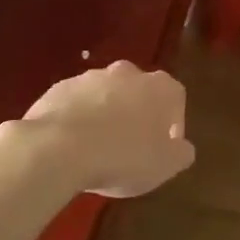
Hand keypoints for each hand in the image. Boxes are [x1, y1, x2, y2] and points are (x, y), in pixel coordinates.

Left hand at [20, 60, 194, 197]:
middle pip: (139, 93)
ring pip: (106, 96)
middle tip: (132, 146)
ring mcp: (90, 77)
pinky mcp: (59, 87)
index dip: (172, 125)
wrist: (57, 148)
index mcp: (159, 87)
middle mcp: (127, 73)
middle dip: (138, 115)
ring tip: (98, 148)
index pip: (175, 99)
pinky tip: (72, 145)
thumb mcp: (164, 166)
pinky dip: (78, 119)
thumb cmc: (122, 157)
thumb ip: (181, 153)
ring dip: (107, 115)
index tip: (164, 148)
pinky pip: (77, 103)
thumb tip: (182, 147)